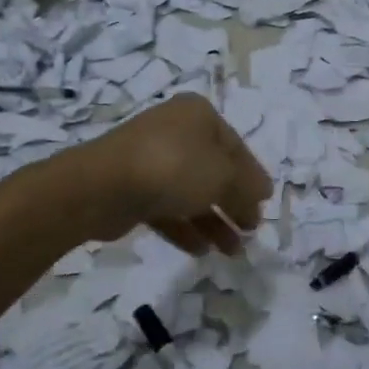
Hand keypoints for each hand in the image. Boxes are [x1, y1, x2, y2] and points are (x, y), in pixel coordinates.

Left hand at [71, 94, 272, 254]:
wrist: (103, 186)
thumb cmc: (174, 168)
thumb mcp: (224, 176)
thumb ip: (247, 187)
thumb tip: (262, 193)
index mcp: (198, 115)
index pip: (236, 147)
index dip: (253, 178)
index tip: (264, 206)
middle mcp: (175, 131)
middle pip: (214, 170)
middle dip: (234, 204)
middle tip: (250, 231)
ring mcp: (150, 160)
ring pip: (191, 192)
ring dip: (213, 222)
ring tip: (231, 252)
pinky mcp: (132, 188)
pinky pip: (166, 208)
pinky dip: (185, 227)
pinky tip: (200, 251)